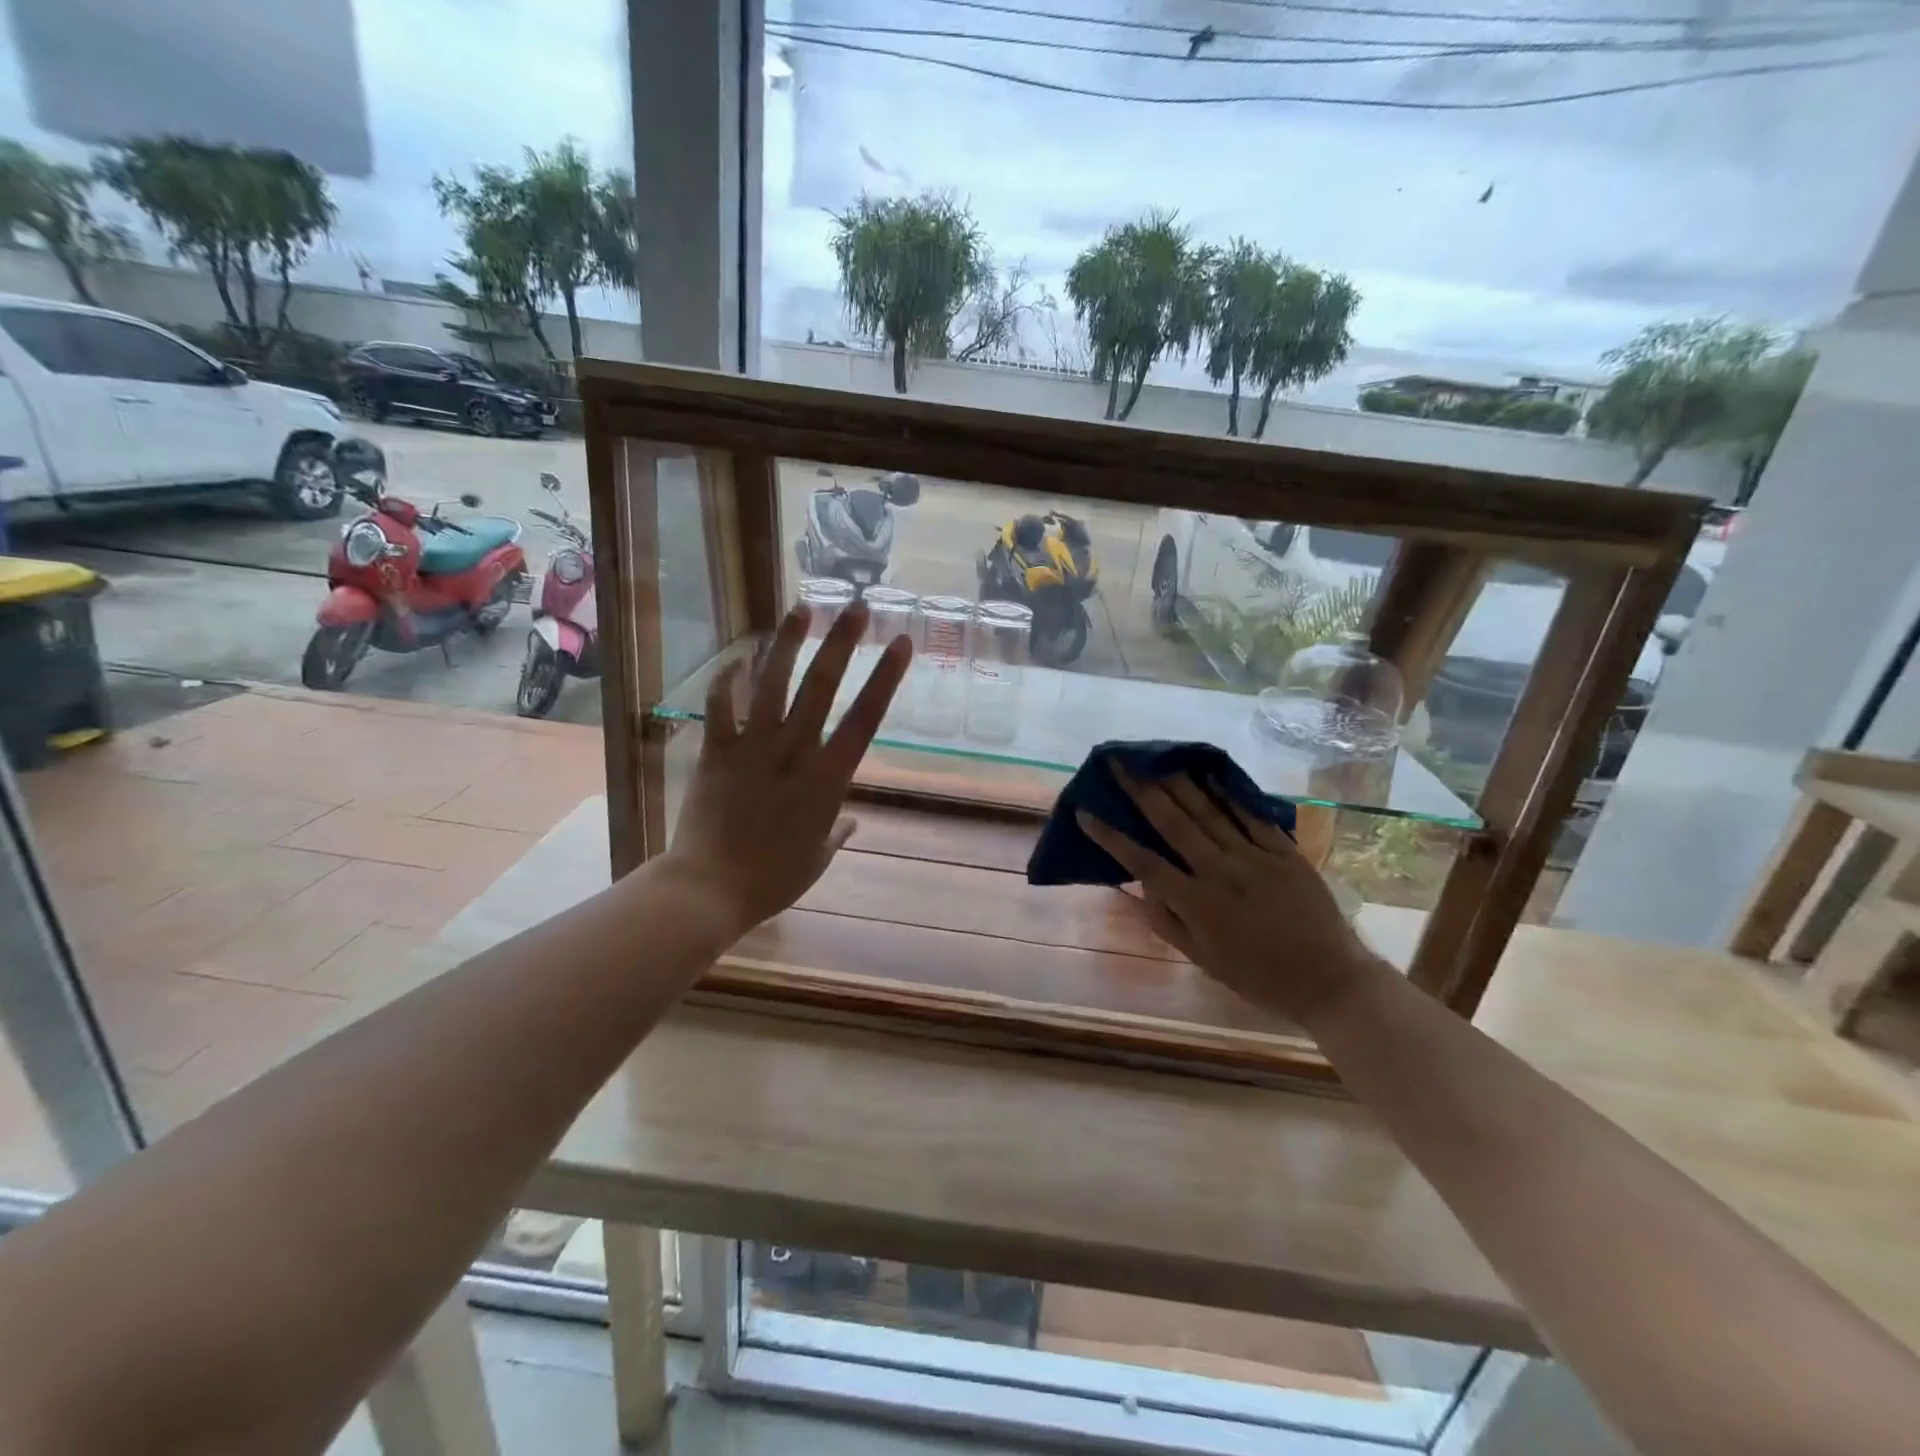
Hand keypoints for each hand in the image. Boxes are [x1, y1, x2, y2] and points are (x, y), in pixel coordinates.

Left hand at [658, 603, 909, 937]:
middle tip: (857, 607)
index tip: (900, 643)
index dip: (885, 678)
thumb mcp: (816, 860)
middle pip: (821, 688)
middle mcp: (794, 753)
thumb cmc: (771, 881)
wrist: (707, 889)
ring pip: (772, 685)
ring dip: (787, 644)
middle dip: (842, 643)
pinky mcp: (716, 752)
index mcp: (828, 781)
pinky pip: (721, 707)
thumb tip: (849, 822)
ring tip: (801, 609)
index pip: (865, 719)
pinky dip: (728, 680)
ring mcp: (752, 749)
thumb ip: (836, 834)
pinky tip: (740, 657)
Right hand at [1077, 771, 1380, 1025]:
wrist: (1331, 981)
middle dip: (1141, 790)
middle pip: (1173, 824)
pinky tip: (1210, 773)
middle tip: (1120, 761)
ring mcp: (1255, 858)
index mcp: (1197, 905)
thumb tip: (1137, 887)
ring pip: (1209, 812)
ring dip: (1178, 782)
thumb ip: (1167, 922)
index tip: (1086, 812)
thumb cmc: (1259, 978)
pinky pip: (1251, 816)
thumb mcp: (1204, 961)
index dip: (1111, 837)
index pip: (1143, 863)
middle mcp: (1221, 873)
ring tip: (1156, 757)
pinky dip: (1228, 794)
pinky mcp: (1284, 852)